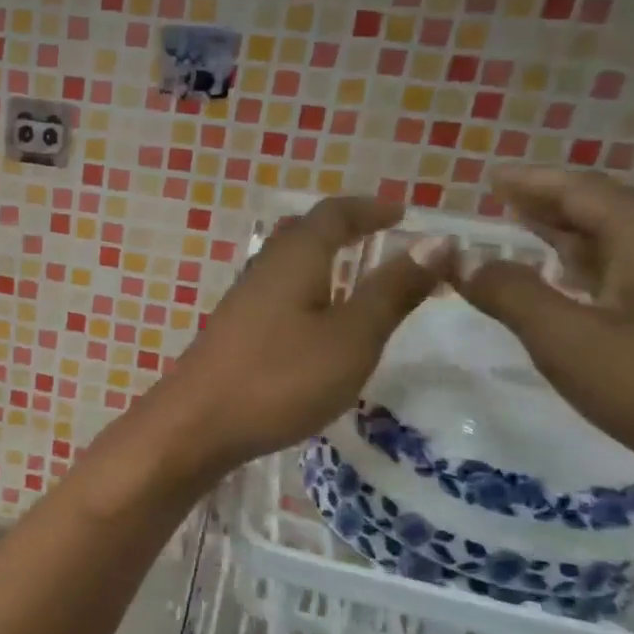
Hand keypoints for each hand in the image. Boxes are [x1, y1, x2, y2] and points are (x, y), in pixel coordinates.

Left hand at [158, 197, 452, 472]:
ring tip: (357, 276)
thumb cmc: (280, 378)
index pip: (332, 214)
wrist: (196, 424)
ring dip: (323, 260)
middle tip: (380, 237)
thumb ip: (391, 291)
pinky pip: (277, 293)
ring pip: (287, 264)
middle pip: (303, 233)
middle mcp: (263, 269)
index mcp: (293, 258)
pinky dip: (307, 290)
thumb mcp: (352, 337)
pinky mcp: (234, 331)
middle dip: (343, 229)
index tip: (403, 214)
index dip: (369, 209)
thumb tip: (437, 241)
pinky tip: (317, 320)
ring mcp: (242, 301)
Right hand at [456, 167, 633, 510]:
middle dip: (551, 207)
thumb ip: (509, 292)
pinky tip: (585, 292)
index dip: (528, 183)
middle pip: (608, 210)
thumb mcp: (568, 339)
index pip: (579, 189)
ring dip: (576, 241)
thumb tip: (459, 257)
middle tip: (502, 204)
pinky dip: (603, 272)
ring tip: (531, 240)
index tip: (489, 176)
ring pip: (629, 245)